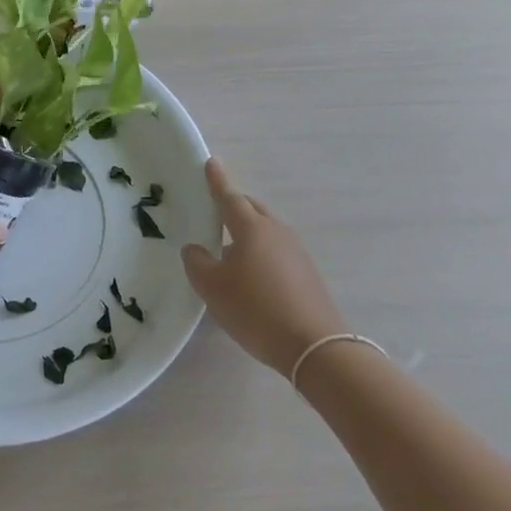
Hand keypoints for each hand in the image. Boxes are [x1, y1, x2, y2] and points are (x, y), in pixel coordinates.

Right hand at [181, 158, 346, 374]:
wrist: (315, 347)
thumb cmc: (256, 310)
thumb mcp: (213, 288)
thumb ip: (197, 263)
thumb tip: (196, 249)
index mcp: (251, 228)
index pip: (229, 197)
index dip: (217, 181)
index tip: (211, 162)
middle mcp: (276, 232)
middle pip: (251, 208)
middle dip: (233, 204)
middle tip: (214, 208)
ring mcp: (295, 251)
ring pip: (265, 229)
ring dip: (246, 231)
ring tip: (227, 248)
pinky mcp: (306, 273)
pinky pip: (276, 249)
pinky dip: (260, 251)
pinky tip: (250, 274)